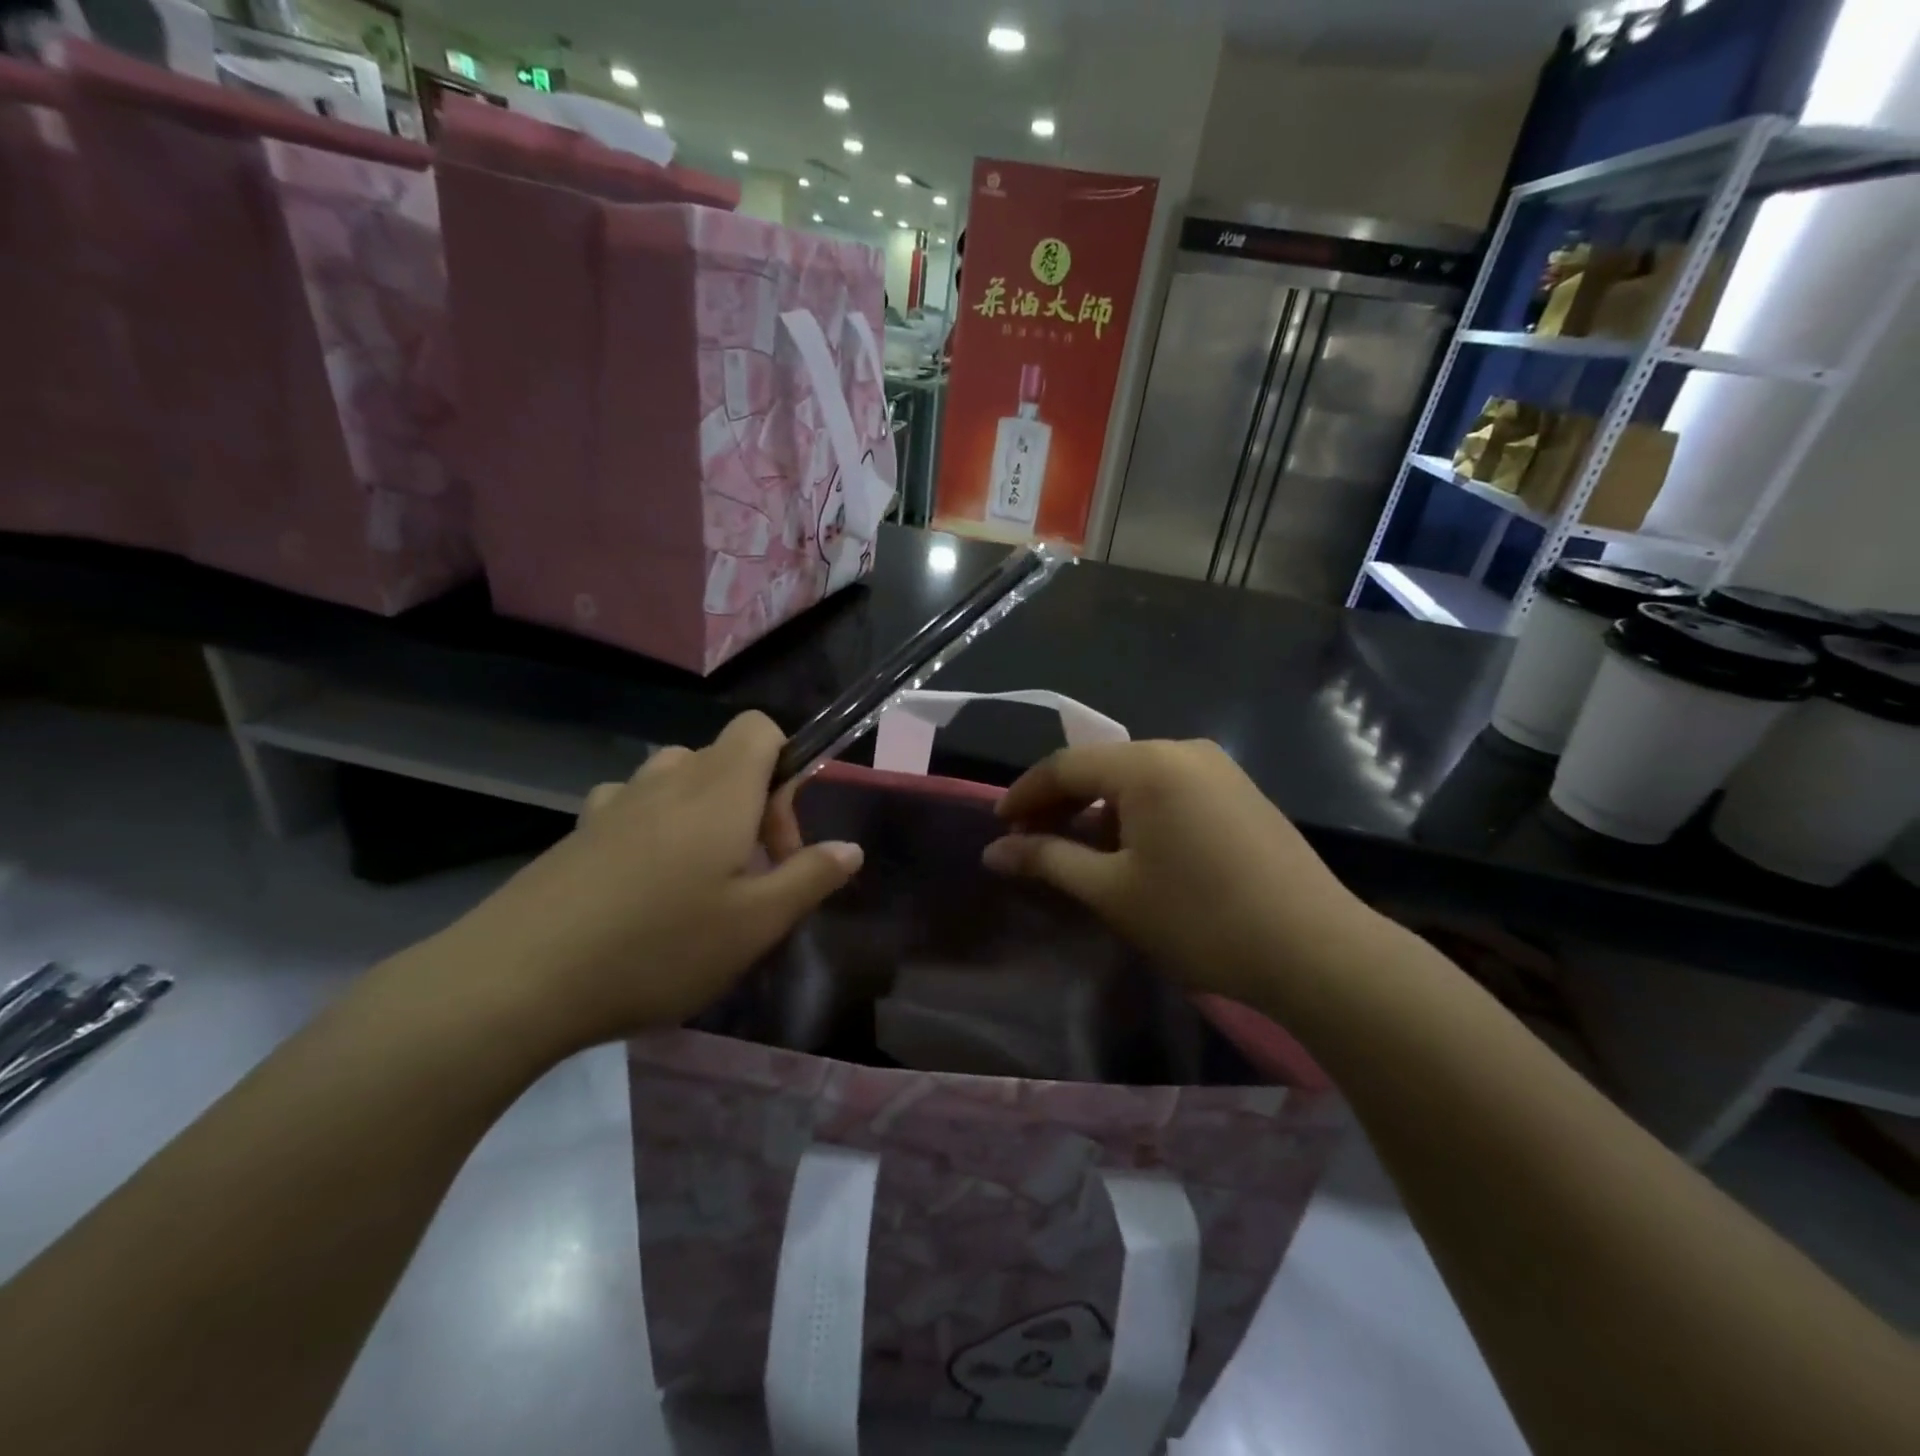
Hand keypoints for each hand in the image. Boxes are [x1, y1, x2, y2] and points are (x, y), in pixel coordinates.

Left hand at [431, 712, 861, 1055]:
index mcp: (719, 790)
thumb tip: (850, 847)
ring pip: (678, 780)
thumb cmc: (657, 948)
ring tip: (699, 878)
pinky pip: (633, 805)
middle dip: (752, 805)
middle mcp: (667, 780)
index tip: (780, 839)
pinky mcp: (578, 831)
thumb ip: (810, 878)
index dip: (787, 768)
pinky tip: (642, 882)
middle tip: (749, 875)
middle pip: (725, 758)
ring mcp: (615, 803)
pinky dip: (654, 826)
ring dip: (704, 813)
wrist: (516, 980)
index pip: (761, 729)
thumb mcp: (754, 925)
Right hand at [983, 739, 1379, 1010]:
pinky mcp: (1241, 793)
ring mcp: (1219, 769)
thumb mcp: (1112, 891)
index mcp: (1147, 764)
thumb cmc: (1200, 918)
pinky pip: (1171, 791)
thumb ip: (1047, 860)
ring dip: (1099, 810)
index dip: (1025, 795)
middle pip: (1102, 768)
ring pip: (1137, 780)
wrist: (1316, 951)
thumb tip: (993, 851)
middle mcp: (1183, 751)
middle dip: (1061, 803)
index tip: (998, 826)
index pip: (1065, 766)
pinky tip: (1132, 851)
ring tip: (1078, 851)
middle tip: (1030, 842)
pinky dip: (1137, 814)